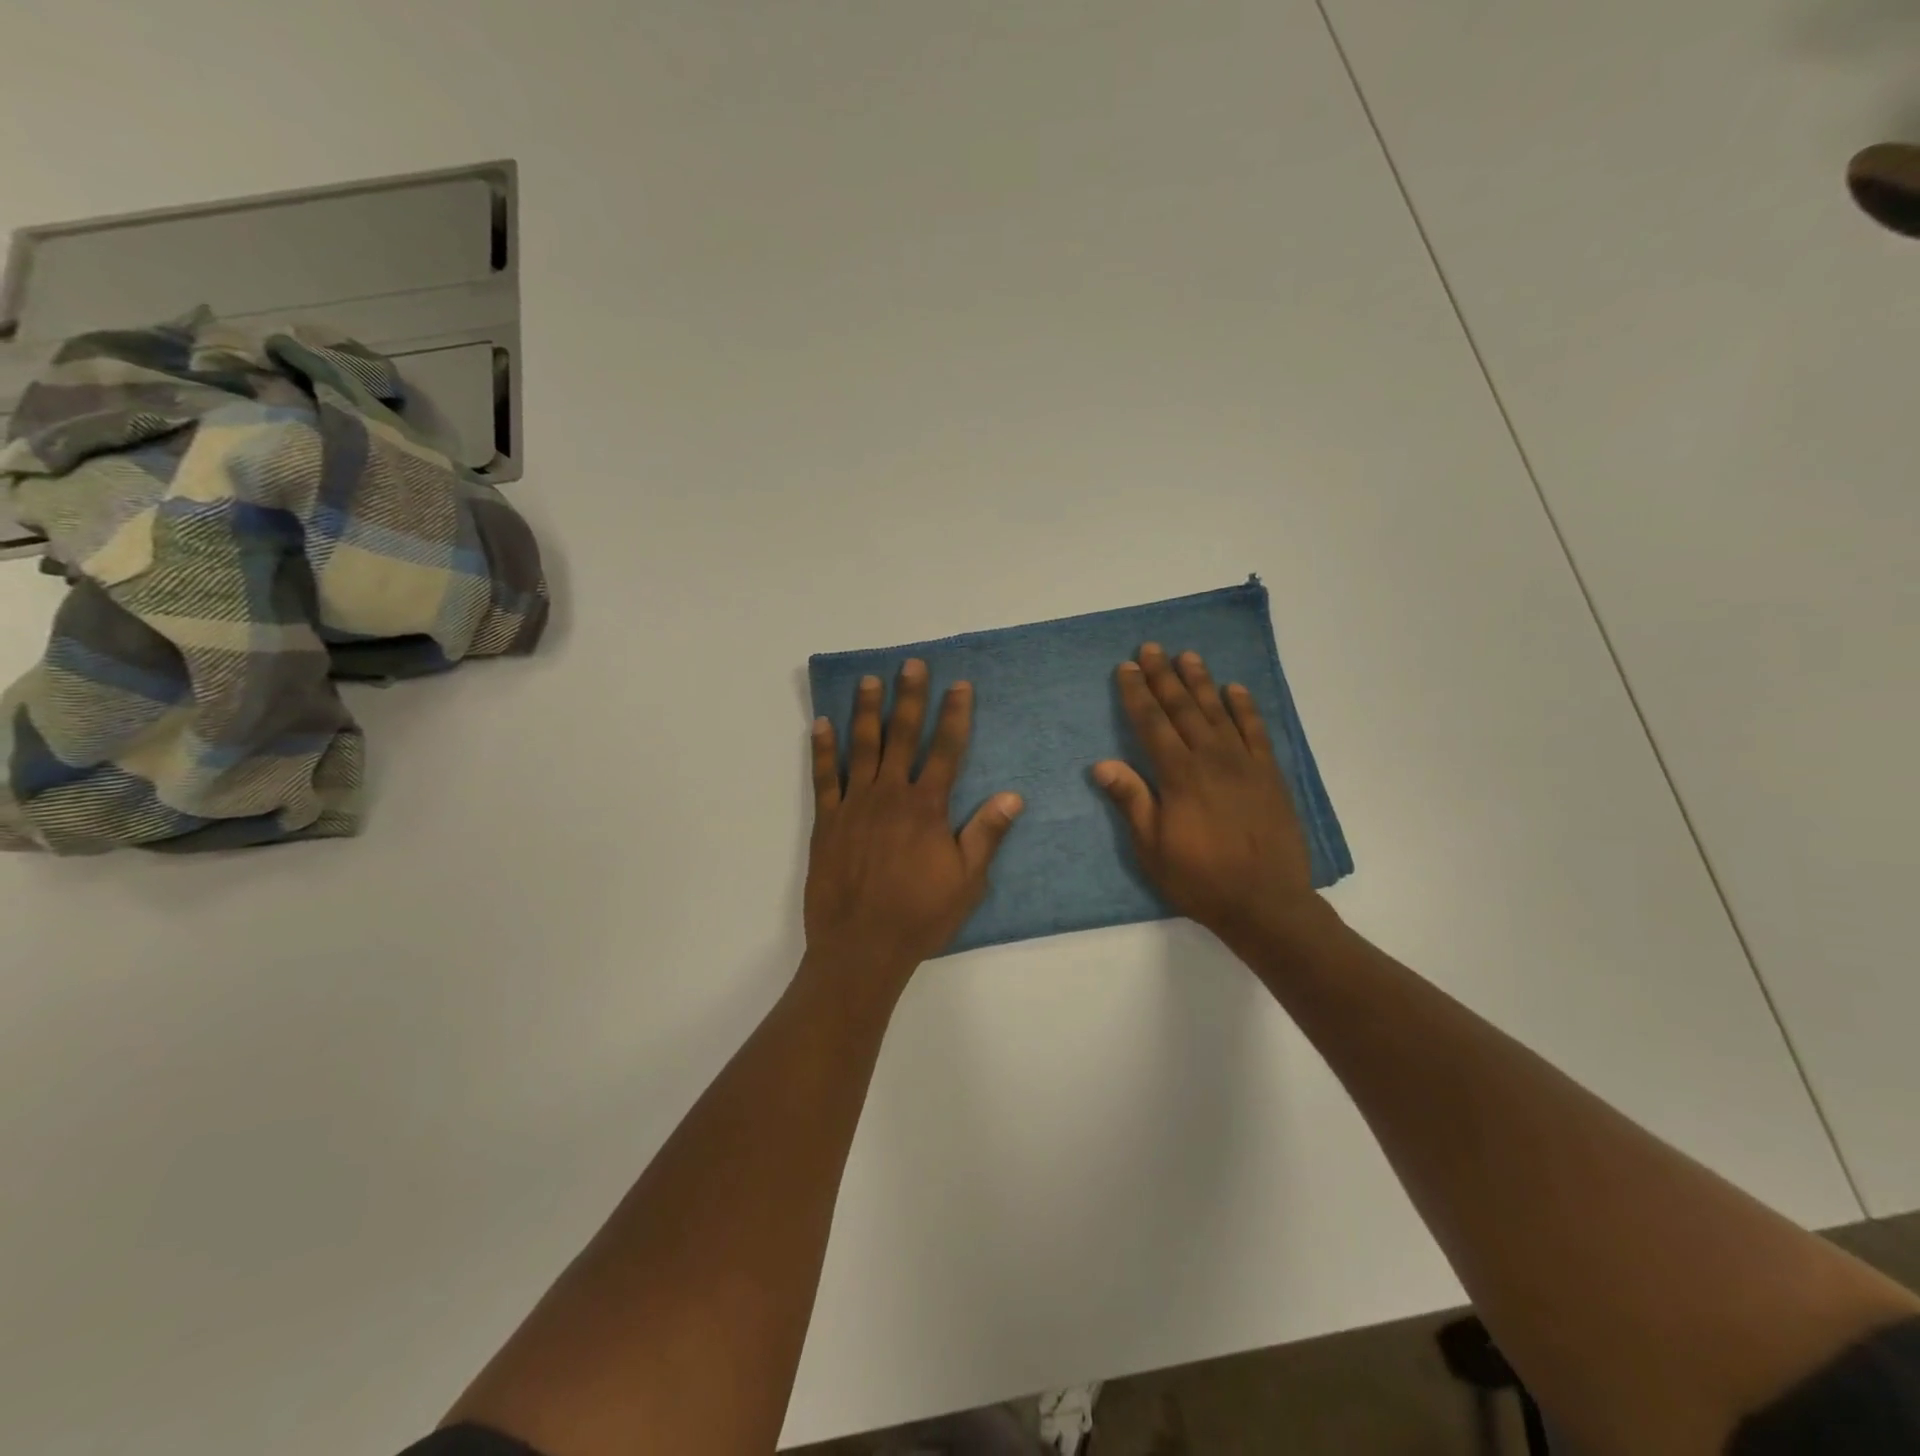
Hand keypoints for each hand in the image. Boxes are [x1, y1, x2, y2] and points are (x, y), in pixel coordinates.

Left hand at [805, 660, 1023, 987]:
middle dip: (909, 698)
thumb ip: (986, 834)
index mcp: (927, 808)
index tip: (959, 685)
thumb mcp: (966, 881)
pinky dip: (823, 749)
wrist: (861, 947)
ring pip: (862, 747)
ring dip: (866, 711)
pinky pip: (824, 777)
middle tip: (911, 664)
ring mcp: (855, 805)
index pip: (947, 750)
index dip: (955, 715)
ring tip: (869, 680)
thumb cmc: (920, 916)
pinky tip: (821, 724)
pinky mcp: (827, 821)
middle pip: (902, 736)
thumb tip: (1013, 796)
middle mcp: (891, 795)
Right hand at [1093, 644, 1317, 947]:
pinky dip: (1245, 707)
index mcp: (1178, 776)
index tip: (1126, 668)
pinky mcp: (1269, 774)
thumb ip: (1131, 800)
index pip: (1152, 723)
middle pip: (1183, 708)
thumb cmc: (1200, 878)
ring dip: (1201, 682)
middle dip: (1164, 677)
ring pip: (1218, 712)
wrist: (1265, 902)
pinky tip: (1235, 689)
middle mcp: (1211, 759)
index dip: (1136, 693)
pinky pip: (1256, 731)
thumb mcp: (1152, 848)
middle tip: (1151, 648)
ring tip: (1188, 656)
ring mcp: (1244, 763)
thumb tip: (1101, 763)